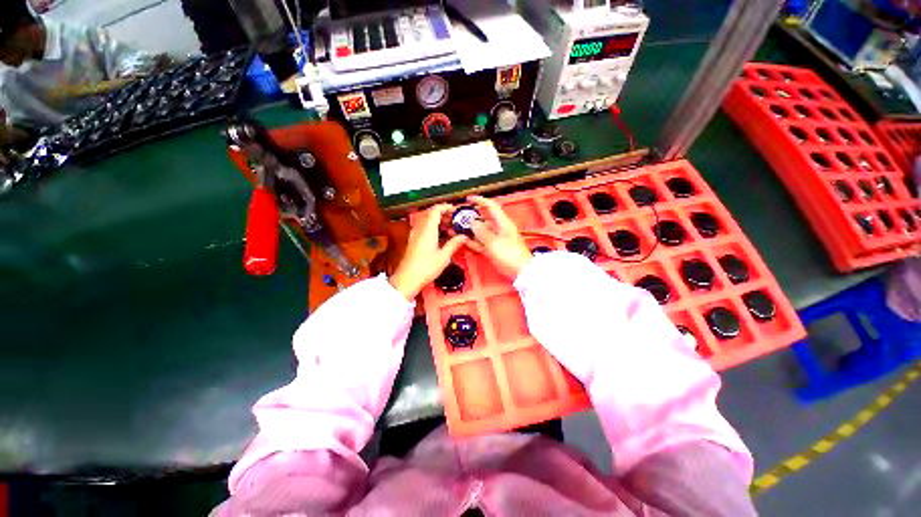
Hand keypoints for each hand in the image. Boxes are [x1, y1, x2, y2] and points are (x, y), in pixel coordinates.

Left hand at [390, 204, 468, 300]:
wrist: (407, 279)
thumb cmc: (425, 268)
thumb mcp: (444, 256)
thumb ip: (454, 244)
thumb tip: (463, 237)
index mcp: (428, 230)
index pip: (435, 210)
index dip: (445, 207)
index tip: (455, 209)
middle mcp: (420, 229)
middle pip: (431, 214)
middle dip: (444, 215)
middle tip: (456, 220)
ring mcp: (415, 235)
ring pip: (427, 222)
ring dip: (439, 222)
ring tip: (451, 229)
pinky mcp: (413, 241)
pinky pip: (424, 229)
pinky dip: (433, 229)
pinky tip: (441, 238)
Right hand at [466, 195, 532, 278]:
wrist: (520, 271)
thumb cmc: (511, 256)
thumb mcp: (494, 242)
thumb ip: (481, 232)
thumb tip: (472, 223)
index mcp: (503, 223)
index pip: (490, 206)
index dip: (479, 200)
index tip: (468, 199)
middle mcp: (500, 228)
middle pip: (484, 218)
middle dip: (472, 216)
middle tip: (460, 216)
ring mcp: (497, 239)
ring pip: (482, 230)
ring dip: (471, 229)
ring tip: (459, 228)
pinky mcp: (494, 248)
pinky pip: (482, 241)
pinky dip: (474, 240)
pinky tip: (465, 240)